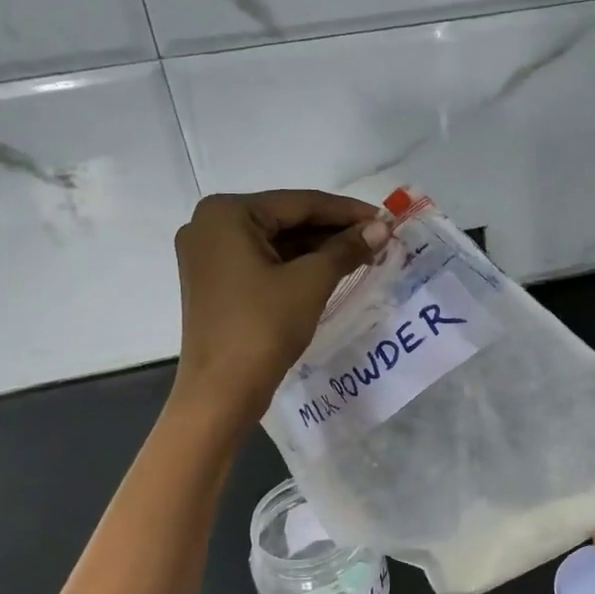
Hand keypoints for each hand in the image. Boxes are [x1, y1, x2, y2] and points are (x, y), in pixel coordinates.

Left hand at [172, 190, 388, 425]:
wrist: (222, 391)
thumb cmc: (263, 326)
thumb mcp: (311, 282)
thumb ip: (347, 248)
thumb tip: (382, 228)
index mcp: (226, 213)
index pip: (299, 203)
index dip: (347, 211)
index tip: (385, 219)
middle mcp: (209, 225)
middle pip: (286, 220)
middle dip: (333, 230)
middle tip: (377, 239)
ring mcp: (209, 255)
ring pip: (275, 242)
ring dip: (317, 248)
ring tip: (362, 255)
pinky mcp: (215, 281)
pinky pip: (263, 261)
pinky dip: (296, 265)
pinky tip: (331, 270)